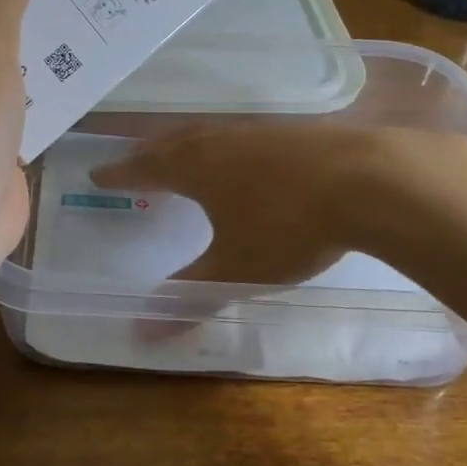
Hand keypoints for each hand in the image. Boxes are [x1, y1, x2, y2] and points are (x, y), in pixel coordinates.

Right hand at [90, 121, 380, 285]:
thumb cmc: (287, 227)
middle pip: (173, 142)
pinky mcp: (294, 131)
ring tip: (181, 154)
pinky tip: (245, 155)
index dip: (121, 173)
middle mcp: (220, 141)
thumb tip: (141, 334)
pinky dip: (227, 144)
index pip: (145, 169)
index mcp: (196, 168)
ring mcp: (259, 131)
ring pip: (209, 133)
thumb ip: (190, 298)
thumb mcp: (236, 270)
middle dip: (149, 154)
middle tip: (134, 161)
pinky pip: (243, 134)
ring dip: (187, 144)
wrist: (368, 179)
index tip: (98, 173)